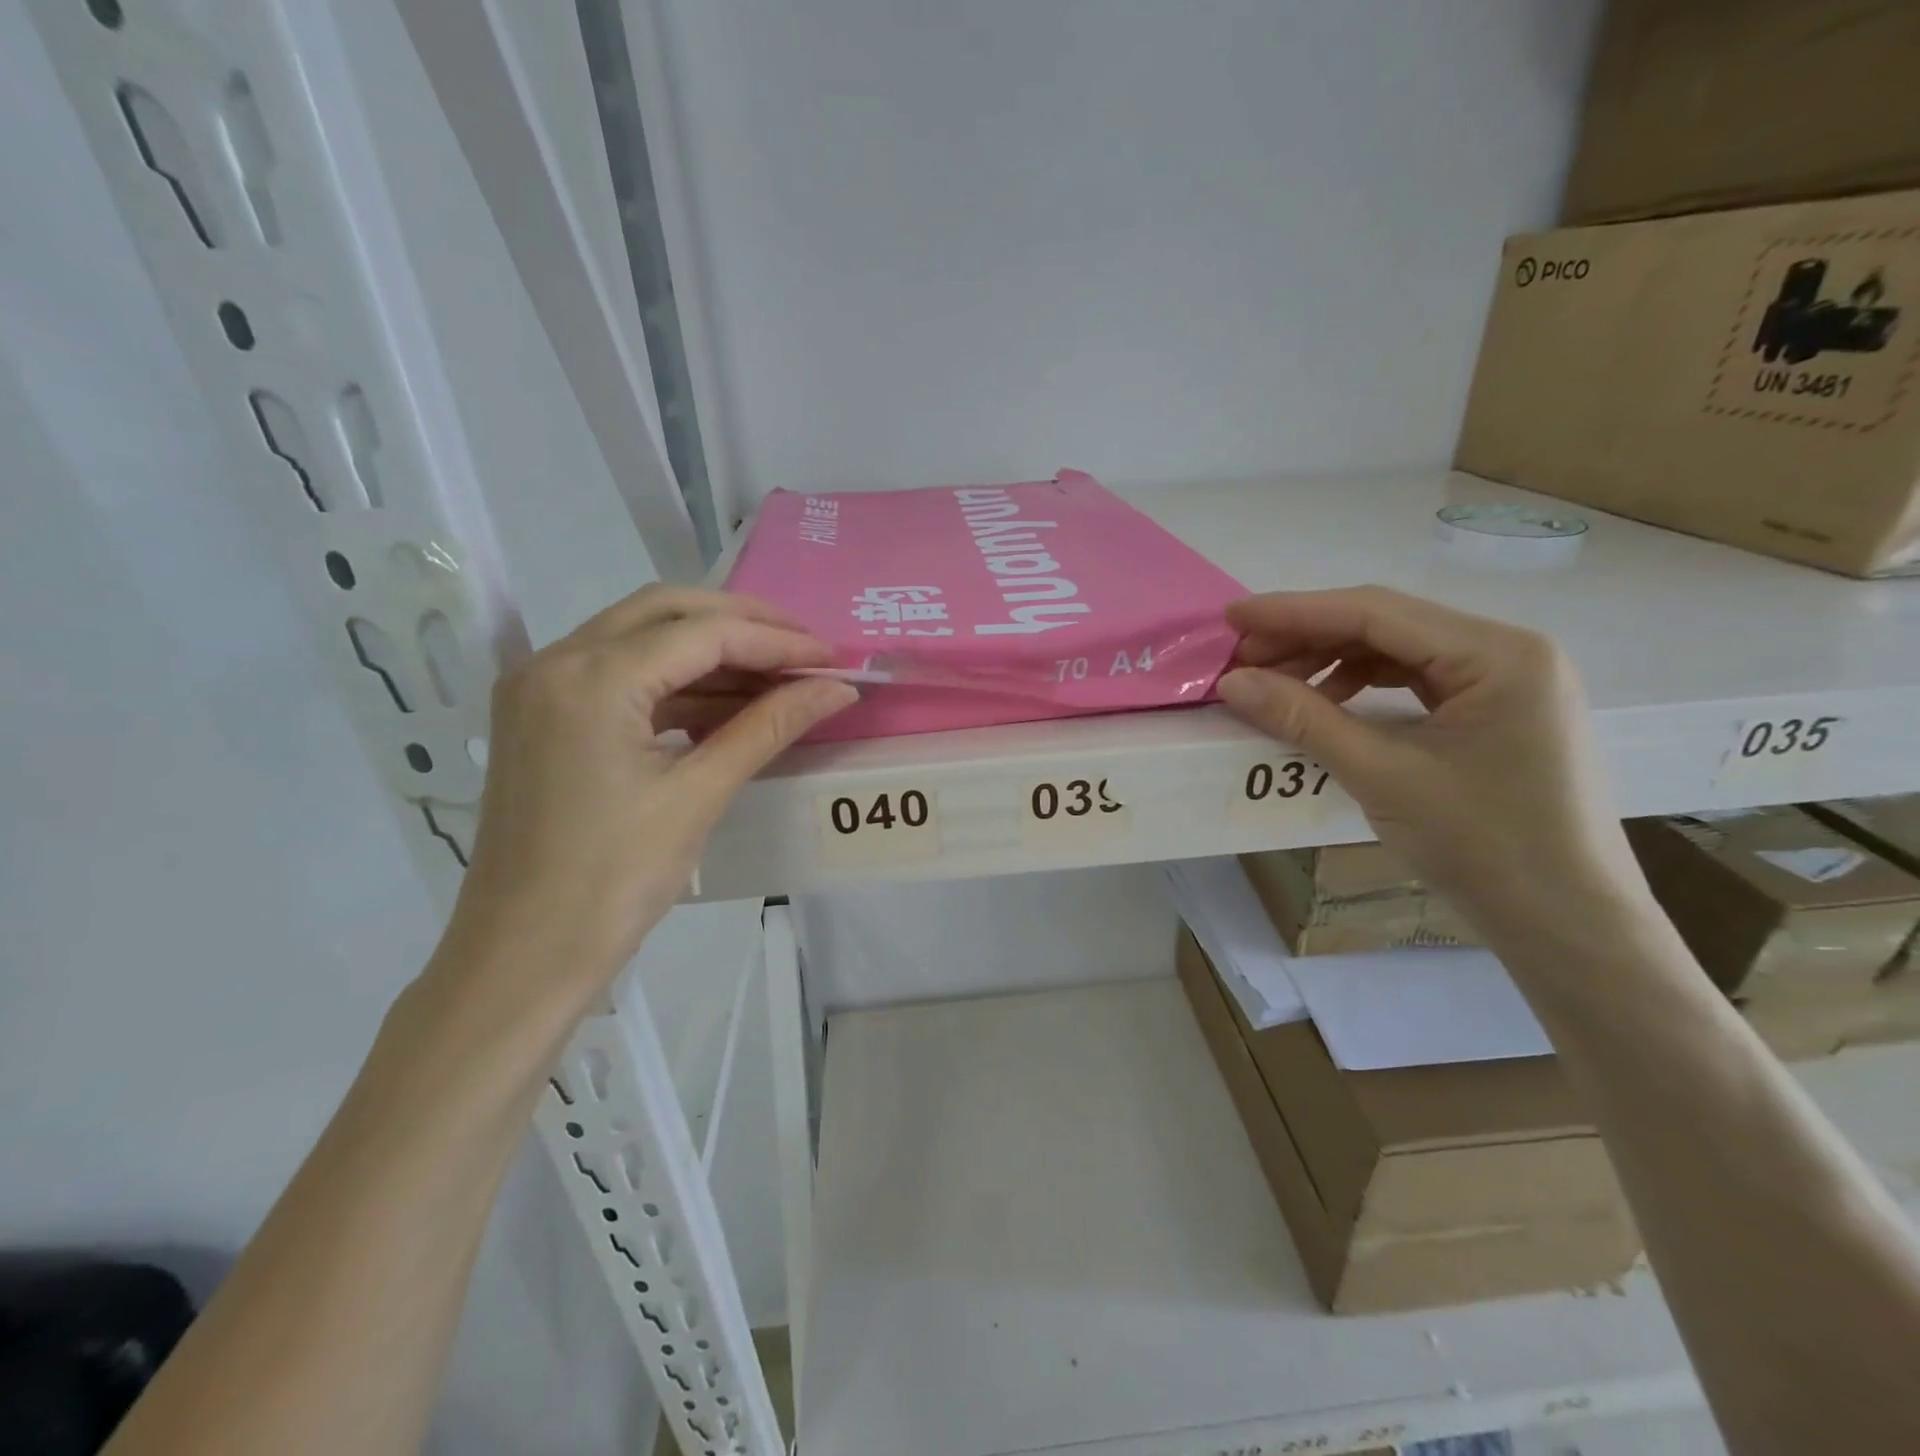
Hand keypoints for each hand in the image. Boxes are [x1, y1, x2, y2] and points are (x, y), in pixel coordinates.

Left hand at [439, 588, 856, 1000]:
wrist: (522, 956)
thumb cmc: (613, 882)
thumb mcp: (699, 796)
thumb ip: (769, 727)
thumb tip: (838, 688)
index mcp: (590, 679)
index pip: (702, 634)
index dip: (776, 641)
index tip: (832, 657)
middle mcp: (556, 661)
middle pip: (667, 611)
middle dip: (743, 624)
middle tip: (805, 650)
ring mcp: (542, 686)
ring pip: (643, 637)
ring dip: (712, 651)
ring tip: (778, 677)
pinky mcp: (545, 714)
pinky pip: (623, 674)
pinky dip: (679, 680)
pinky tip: (728, 703)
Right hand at [1216, 587, 1646, 938]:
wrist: (1566, 924)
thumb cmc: (1483, 846)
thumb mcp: (1381, 776)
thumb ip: (1303, 719)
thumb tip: (1231, 682)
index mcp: (1497, 653)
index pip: (1376, 612)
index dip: (1295, 611)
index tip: (1233, 618)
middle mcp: (1508, 650)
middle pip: (1386, 625)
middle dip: (1308, 638)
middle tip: (1243, 660)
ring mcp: (1506, 681)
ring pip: (1397, 650)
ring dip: (1331, 661)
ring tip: (1275, 683)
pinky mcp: (1495, 711)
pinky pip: (1415, 680)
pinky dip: (1362, 685)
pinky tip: (1326, 703)